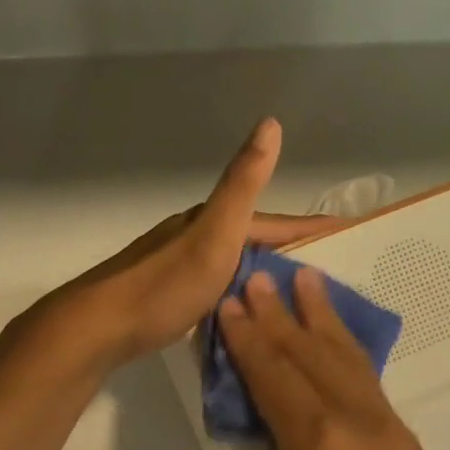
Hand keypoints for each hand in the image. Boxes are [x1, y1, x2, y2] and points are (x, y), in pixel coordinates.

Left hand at [37, 119, 329, 370]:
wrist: (101, 326)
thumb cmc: (165, 284)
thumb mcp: (214, 233)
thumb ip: (243, 184)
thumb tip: (270, 122)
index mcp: (211, 222)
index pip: (274, 223)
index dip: (312, 228)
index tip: (349, 236)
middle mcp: (195, 237)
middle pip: (253, 241)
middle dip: (291, 252)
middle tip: (328, 274)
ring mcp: (178, 266)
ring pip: (233, 265)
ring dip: (263, 274)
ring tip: (293, 296)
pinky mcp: (167, 295)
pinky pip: (216, 288)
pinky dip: (237, 294)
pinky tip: (243, 311)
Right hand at [216, 266, 449, 449]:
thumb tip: (281, 430)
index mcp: (314, 442)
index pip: (272, 375)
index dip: (248, 338)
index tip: (231, 303)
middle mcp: (354, 420)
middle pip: (309, 354)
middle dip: (280, 314)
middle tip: (260, 277)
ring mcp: (386, 425)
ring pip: (347, 358)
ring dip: (322, 317)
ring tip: (306, 280)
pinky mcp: (405, 437)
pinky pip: (369, 382)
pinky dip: (348, 351)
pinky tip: (336, 334)